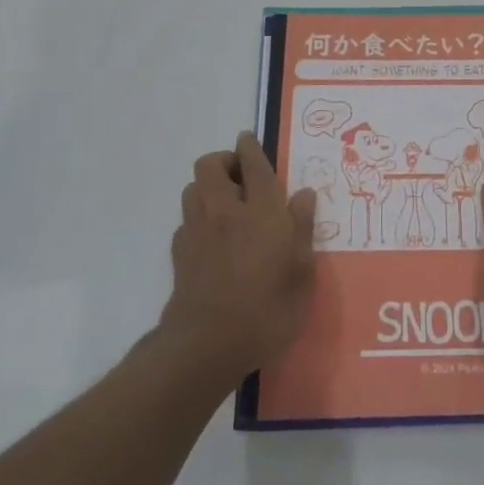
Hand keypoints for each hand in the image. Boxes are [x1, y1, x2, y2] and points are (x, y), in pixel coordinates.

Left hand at [159, 133, 316, 387]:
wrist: (208, 345)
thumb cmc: (267, 309)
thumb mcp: (302, 273)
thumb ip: (302, 229)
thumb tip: (304, 194)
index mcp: (261, 211)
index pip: (253, 164)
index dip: (250, 147)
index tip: (250, 139)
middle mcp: (225, 211)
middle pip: (210, 165)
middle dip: (224, 161)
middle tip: (243, 177)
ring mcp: (197, 231)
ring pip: (193, 188)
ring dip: (208, 186)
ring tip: (228, 203)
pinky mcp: (180, 254)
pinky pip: (186, 220)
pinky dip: (198, 218)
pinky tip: (213, 238)